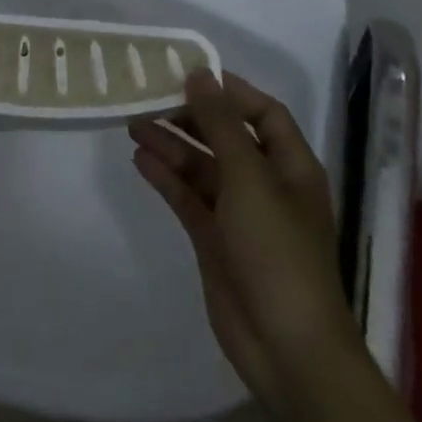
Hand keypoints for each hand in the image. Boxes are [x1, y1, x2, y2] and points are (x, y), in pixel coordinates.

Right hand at [129, 70, 361, 409]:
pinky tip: (139, 159)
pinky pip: (187, 196)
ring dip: (171, 144)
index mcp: (290, 166)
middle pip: (226, 136)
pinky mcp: (214, 239)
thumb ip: (220, 124)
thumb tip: (199, 74)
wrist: (286, 348)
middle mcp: (265, 184)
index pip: (263, 112)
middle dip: (190, 116)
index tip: (188, 73)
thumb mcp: (249, 177)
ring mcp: (239, 213)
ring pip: (201, 166)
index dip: (229, 91)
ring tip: (132, 123)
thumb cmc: (277, 250)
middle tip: (149, 96)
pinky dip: (166, 177)